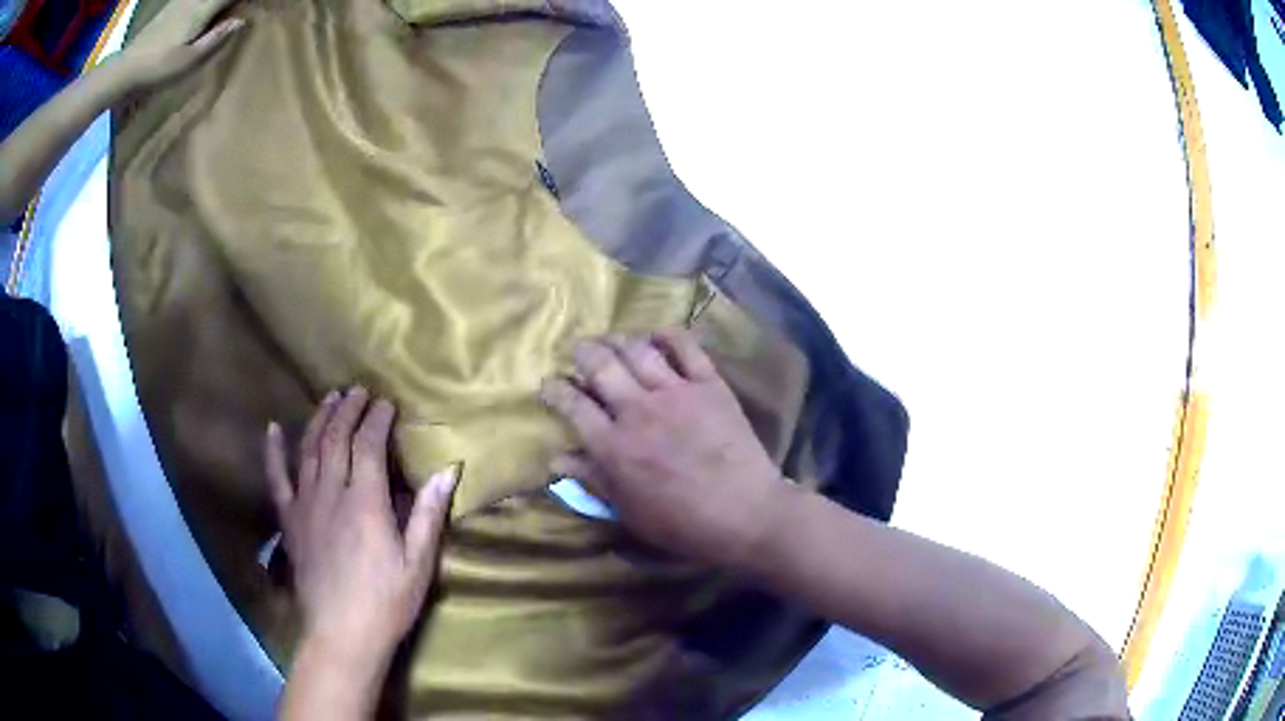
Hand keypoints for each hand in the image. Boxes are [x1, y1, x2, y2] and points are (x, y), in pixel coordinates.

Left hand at [114, 0, 246, 88]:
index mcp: (203, 9)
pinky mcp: (170, 7)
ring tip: (223, 11)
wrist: (124, 69)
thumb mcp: (188, 62)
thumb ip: (215, 39)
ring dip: (217, 4)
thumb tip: (242, 20)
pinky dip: (202, 3)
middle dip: (229, 3)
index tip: (253, 8)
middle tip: (239, 11)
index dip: (245, 1)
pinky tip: (202, 10)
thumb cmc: (156, 69)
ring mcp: (180, 1)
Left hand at [264, 387, 457, 669]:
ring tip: (329, 397)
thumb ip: (429, 514)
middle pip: (337, 439)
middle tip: (359, 390)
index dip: (377, 419)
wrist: (342, 634)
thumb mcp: (418, 563)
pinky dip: (273, 452)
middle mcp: (331, 493)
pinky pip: (277, 479)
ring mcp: (305, 504)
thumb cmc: (387, 602)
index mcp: (365, 502)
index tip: (387, 402)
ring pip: (309, 449)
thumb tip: (448, 469)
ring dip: (320, 419)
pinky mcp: (289, 520)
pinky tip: (272, 428)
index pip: (369, 446)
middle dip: (349, 409)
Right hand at [540, 331, 789, 568]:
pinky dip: (669, 335)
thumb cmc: (682, 523)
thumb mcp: (628, 511)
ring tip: (611, 340)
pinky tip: (658, 334)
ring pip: (637, 350)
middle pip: (600, 365)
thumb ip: (592, 480)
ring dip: (618, 340)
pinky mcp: (709, 385)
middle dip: (582, 352)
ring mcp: (675, 392)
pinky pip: (686, 347)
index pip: (573, 406)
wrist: (745, 512)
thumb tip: (556, 458)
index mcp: (613, 446)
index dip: (555, 390)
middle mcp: (637, 410)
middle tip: (578, 351)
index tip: (549, 384)